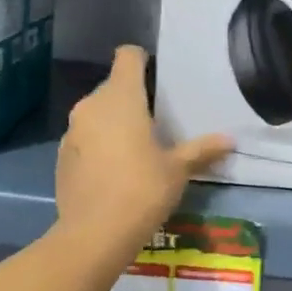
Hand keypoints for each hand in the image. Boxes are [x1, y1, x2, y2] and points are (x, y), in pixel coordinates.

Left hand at [55, 46, 230, 252]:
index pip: (127, 56)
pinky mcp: (61, 156)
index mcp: (121, 97)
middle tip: (158, 121)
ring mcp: (72, 131)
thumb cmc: (142, 190)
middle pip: (114, 86)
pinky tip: (114, 172)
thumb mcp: (178, 170)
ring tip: (138, 148)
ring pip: (97, 114)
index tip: (158, 77)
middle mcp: (91, 105)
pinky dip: (98, 145)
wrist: (94, 233)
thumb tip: (230, 140)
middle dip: (133, 98)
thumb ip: (201, 149)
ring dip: (115, 123)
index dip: (142, 60)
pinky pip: (84, 138)